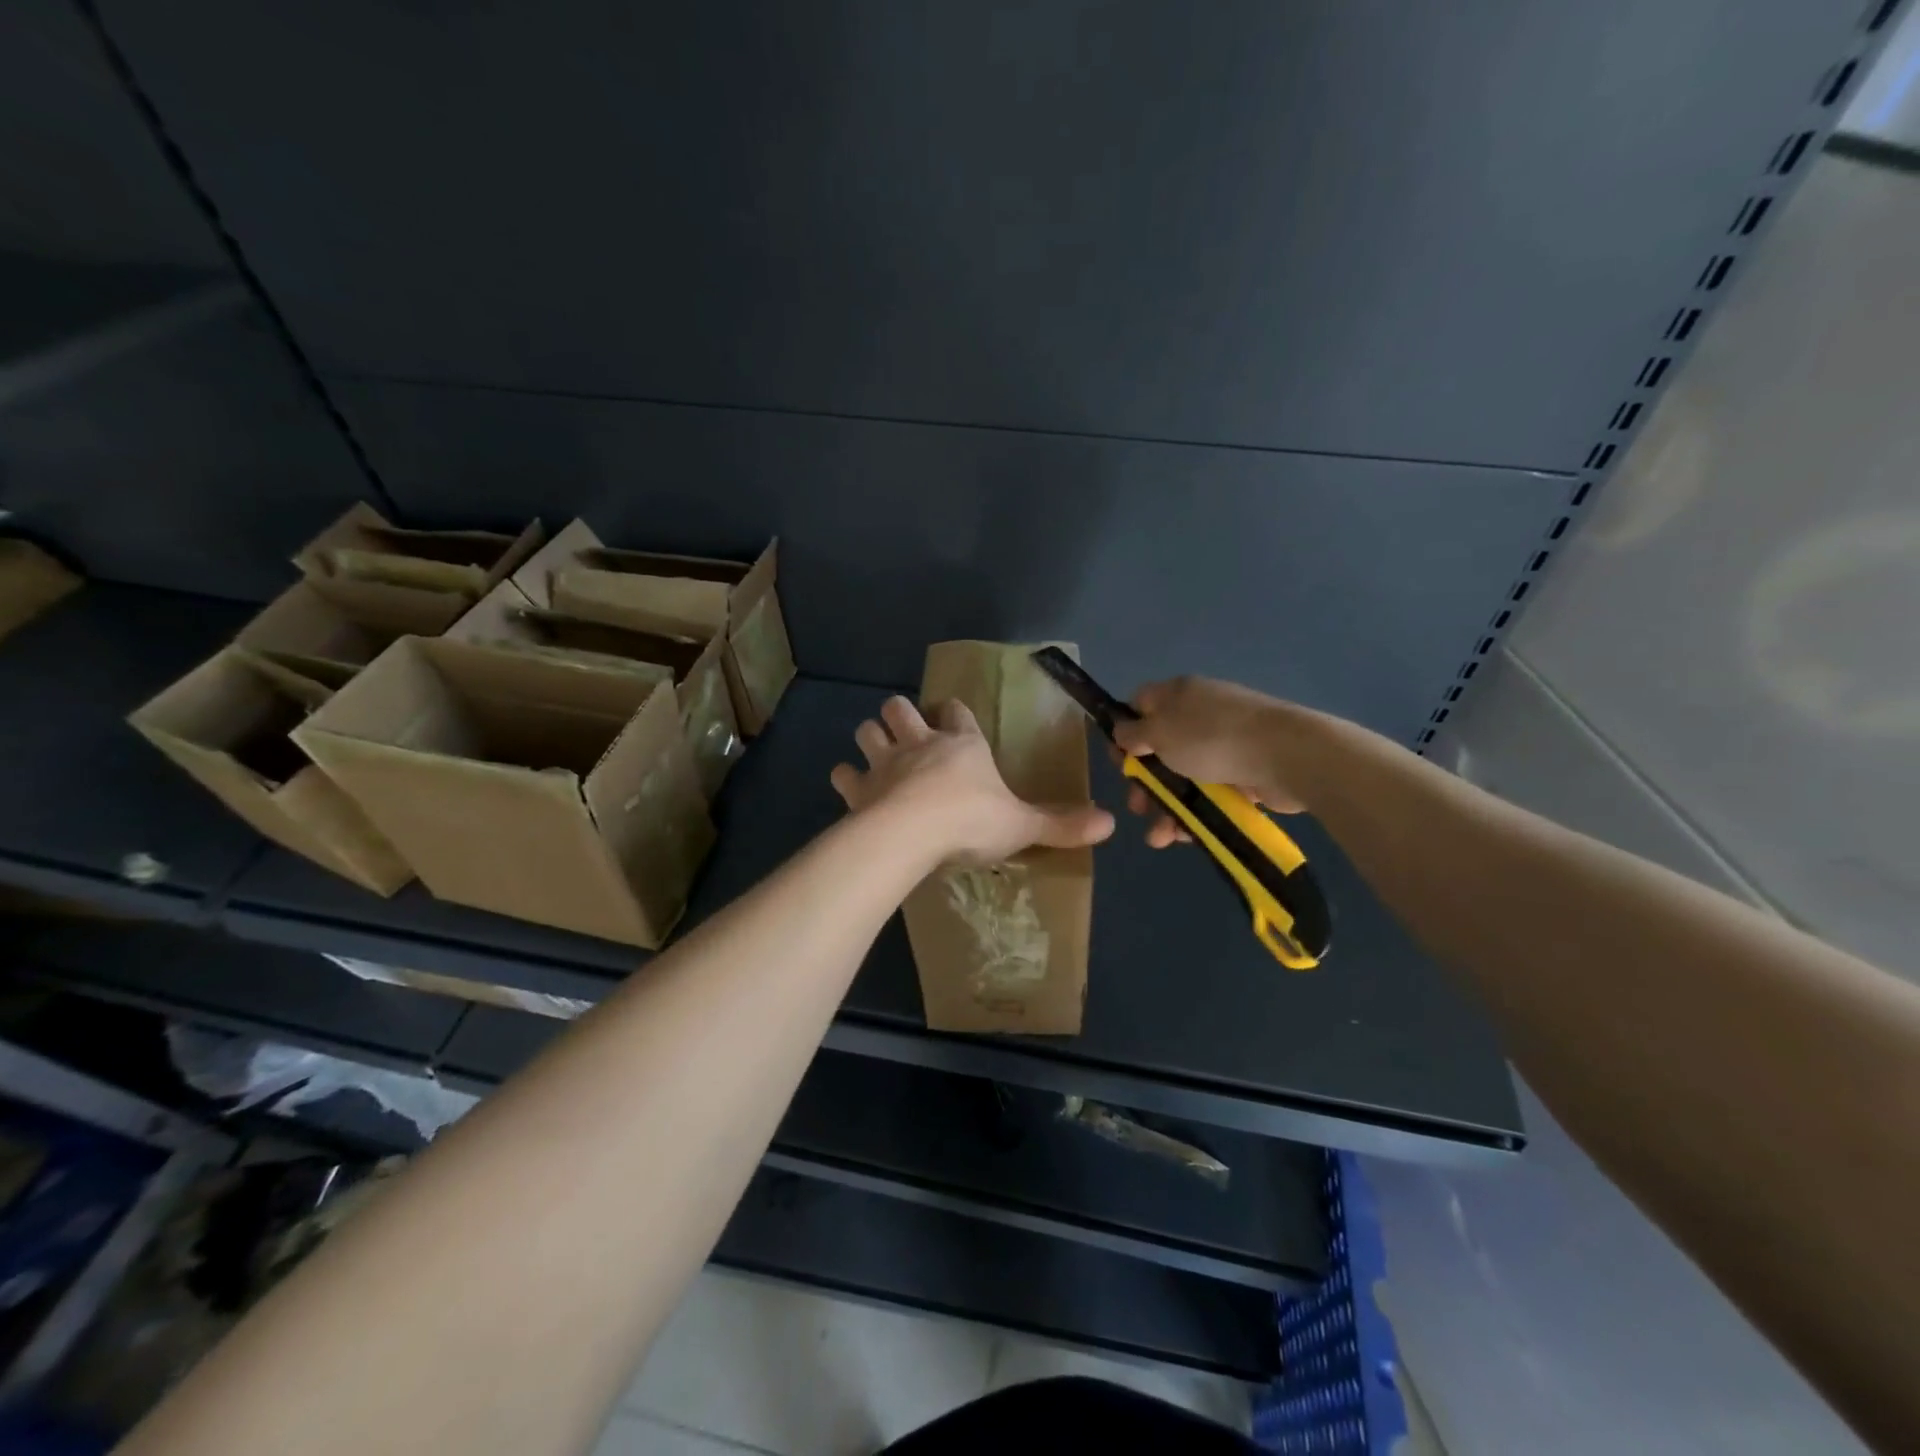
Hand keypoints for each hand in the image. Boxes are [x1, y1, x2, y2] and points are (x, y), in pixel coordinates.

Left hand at [831, 696, 1113, 864]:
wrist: (913, 834)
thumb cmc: (972, 821)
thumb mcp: (1022, 825)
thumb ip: (1061, 824)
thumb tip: (1111, 824)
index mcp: (962, 745)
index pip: (957, 712)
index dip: (954, 713)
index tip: (953, 717)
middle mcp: (920, 743)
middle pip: (901, 708)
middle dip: (901, 714)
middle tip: (906, 730)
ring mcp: (884, 762)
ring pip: (868, 731)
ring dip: (871, 737)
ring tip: (877, 753)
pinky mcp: (858, 788)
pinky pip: (844, 774)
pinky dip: (846, 777)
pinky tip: (851, 786)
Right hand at [1110, 676, 1306, 847]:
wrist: (1286, 756)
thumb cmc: (1212, 738)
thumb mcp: (1160, 731)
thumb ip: (1133, 733)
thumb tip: (1122, 731)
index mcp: (1177, 695)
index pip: (1139, 705)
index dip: (1123, 732)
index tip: (1119, 761)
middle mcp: (1198, 715)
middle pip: (1158, 748)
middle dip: (1143, 782)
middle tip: (1137, 806)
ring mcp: (1222, 745)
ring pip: (1181, 777)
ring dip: (1165, 807)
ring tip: (1159, 837)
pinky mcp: (1242, 773)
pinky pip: (1208, 794)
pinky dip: (1194, 814)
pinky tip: (1185, 836)